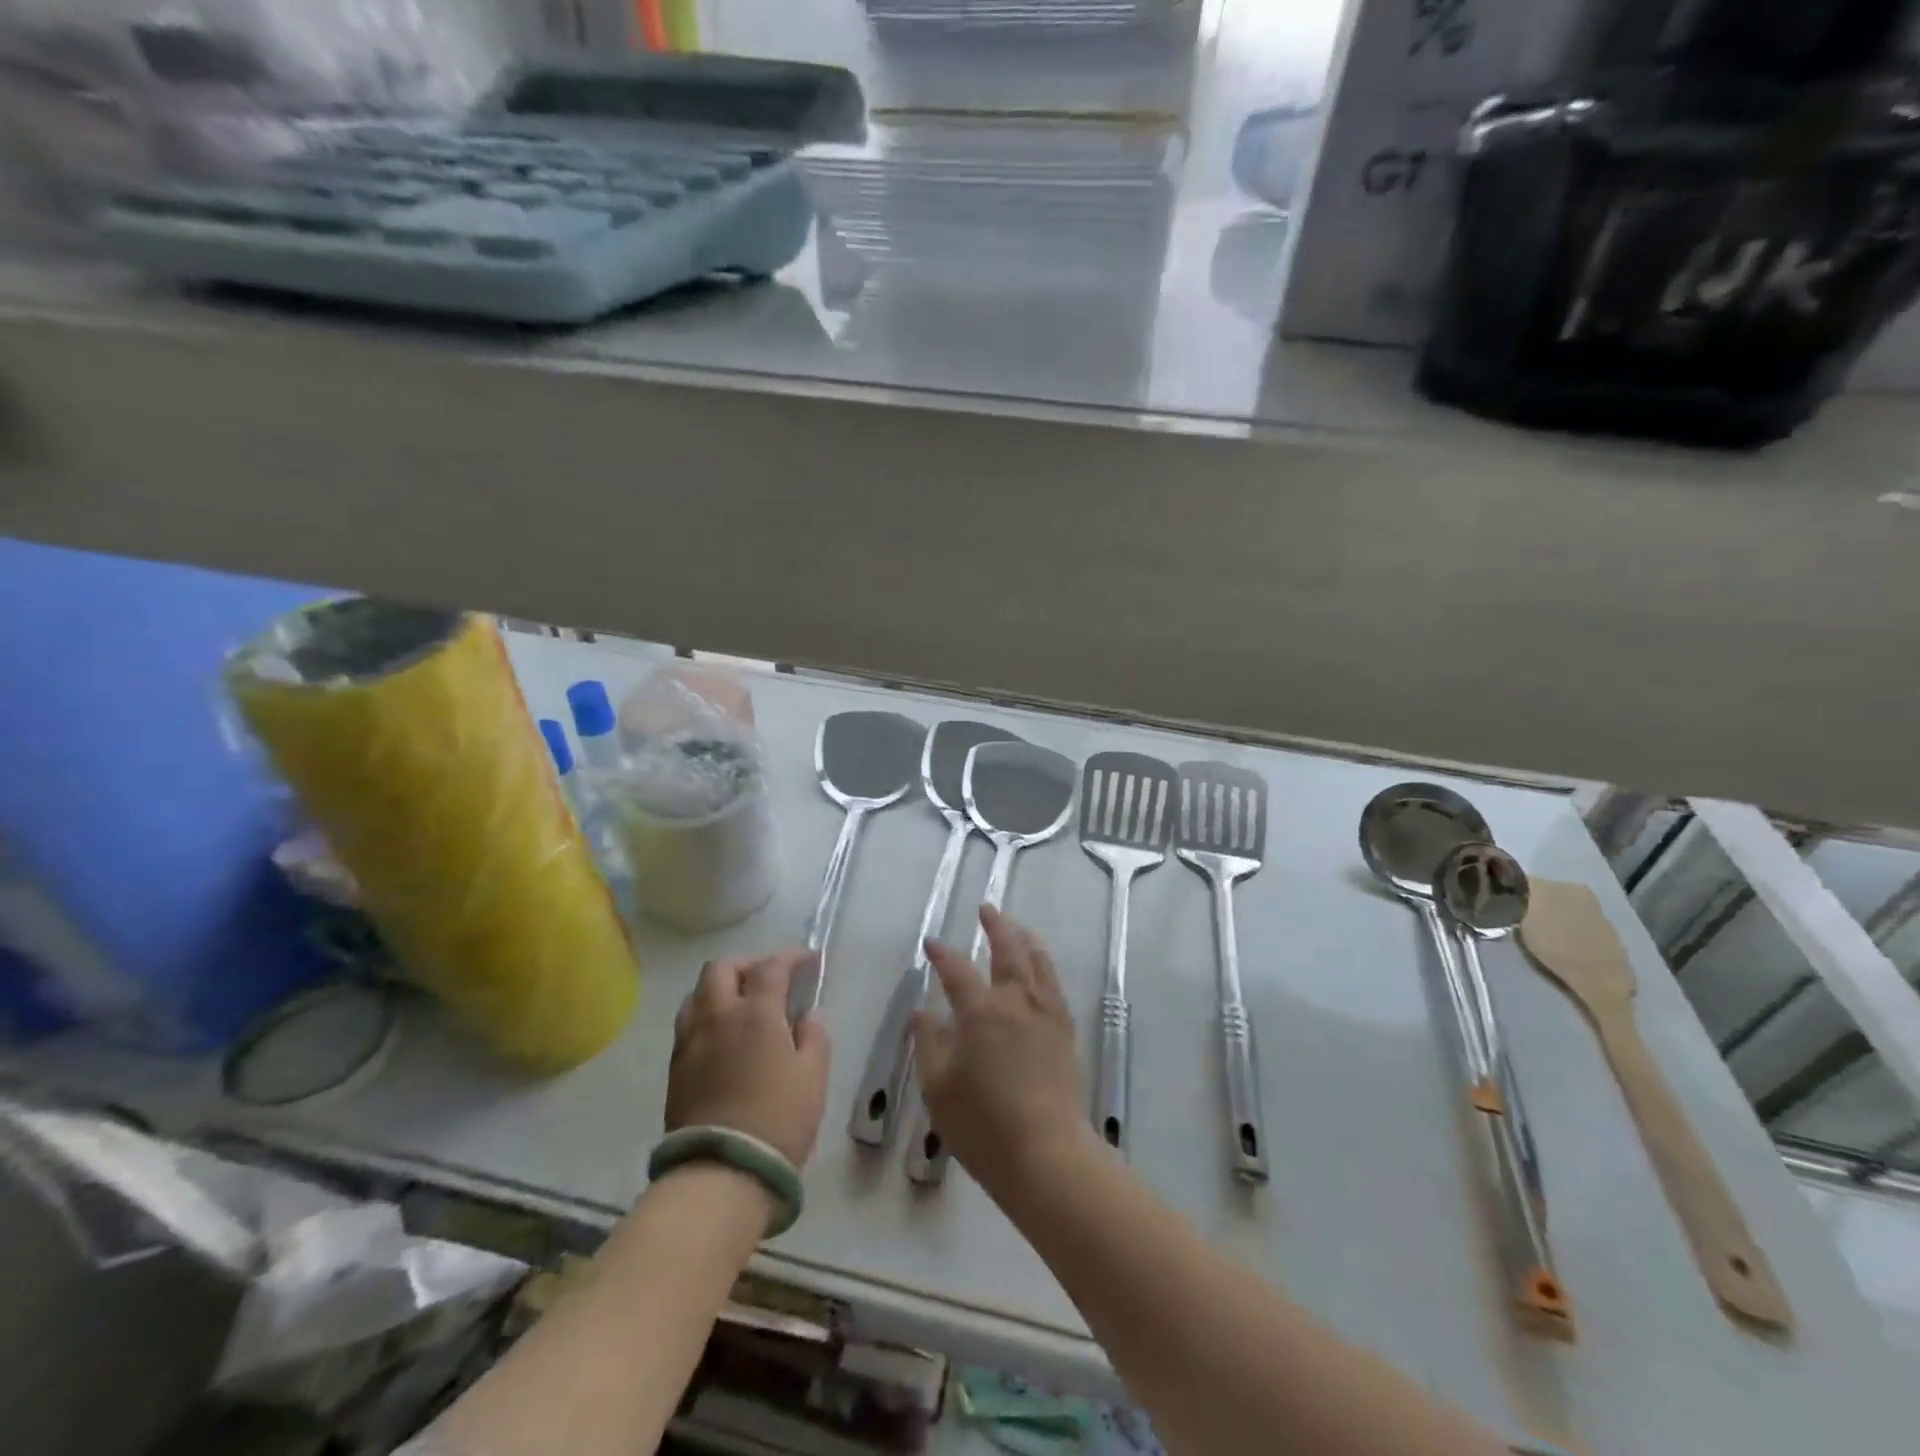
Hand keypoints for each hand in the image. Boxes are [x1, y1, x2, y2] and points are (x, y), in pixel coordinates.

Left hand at [667, 949, 830, 1168]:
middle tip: (768, 976)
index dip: (791, 956)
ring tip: (740, 1003)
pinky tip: (722, 1035)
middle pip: (722, 968)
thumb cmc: (778, 1120)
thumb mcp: (813, 1077)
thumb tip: (807, 1015)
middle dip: (747, 964)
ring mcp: (690, 1041)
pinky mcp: (675, 1068)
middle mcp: (718, 1016)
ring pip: (697, 994)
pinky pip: (687, 1023)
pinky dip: (706, 1014)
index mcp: (756, 1013)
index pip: (771, 967)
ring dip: (720, 987)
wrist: (721, 1173)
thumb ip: (814, 1037)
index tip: (807, 959)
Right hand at [912, 907, 1093, 1197]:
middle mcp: (1015, 1001)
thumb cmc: (983, 1125)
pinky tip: (1039, 967)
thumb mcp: (939, 1088)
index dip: (942, 954)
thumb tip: (922, 1011)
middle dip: (995, 926)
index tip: (931, 943)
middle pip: (1007, 950)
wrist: (1046, 1154)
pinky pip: (1054, 982)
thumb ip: (929, 1044)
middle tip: (986, 909)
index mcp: (980, 1012)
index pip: (957, 970)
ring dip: (1024, 937)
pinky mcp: (1064, 1029)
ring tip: (1017, 926)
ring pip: (1037, 961)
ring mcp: (1045, 1013)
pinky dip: (1044, 963)